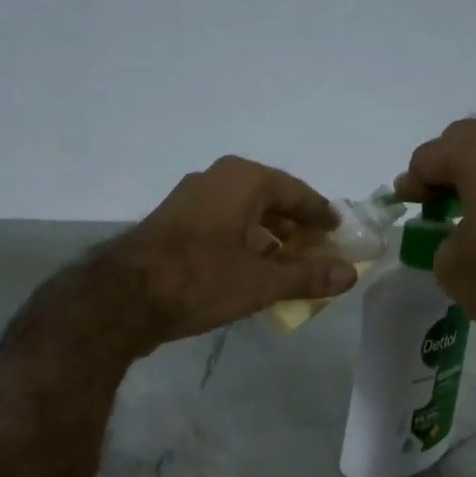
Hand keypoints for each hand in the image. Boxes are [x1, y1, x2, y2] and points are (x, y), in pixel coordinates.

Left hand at [106, 156, 358, 348]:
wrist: (125, 297)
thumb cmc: (201, 279)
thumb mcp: (262, 281)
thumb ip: (308, 275)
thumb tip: (351, 274)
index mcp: (243, 179)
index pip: (296, 192)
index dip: (320, 214)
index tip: (338, 231)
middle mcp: (216, 179)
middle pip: (269, 201)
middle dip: (295, 228)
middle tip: (317, 253)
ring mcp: (190, 200)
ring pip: (243, 214)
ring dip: (268, 239)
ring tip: (288, 267)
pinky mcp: (173, 224)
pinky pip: (221, 226)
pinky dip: (242, 244)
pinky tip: (250, 272)